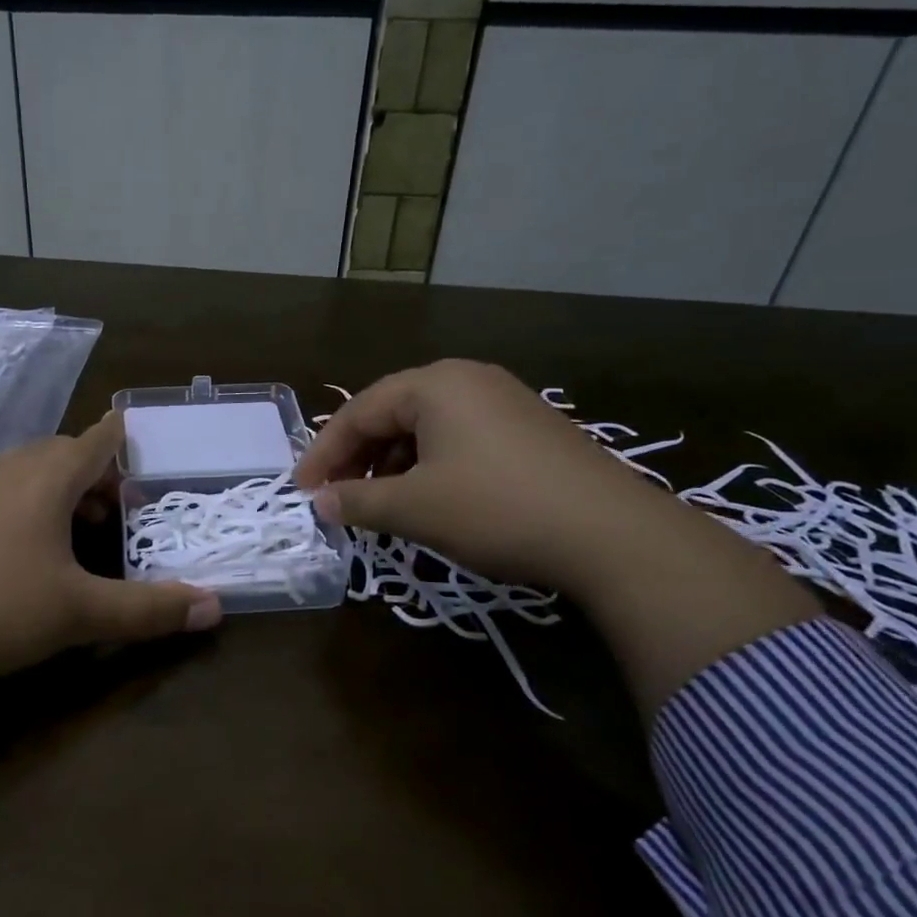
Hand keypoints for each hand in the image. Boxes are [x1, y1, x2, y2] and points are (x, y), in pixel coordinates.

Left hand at [0, 411, 221, 684]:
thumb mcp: (82, 613)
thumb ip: (150, 609)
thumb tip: (214, 608)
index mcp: (46, 477)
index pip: (96, 440)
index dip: (122, 438)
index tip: (140, 436)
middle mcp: (9, 469)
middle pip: (64, 454)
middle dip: (97, 474)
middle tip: (120, 511)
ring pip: (29, 471)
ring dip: (61, 489)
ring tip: (79, 529)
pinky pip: (0, 490)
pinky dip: (26, 502)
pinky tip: (25, 546)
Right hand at [295, 360, 663, 590]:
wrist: (615, 536)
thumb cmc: (497, 509)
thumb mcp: (415, 508)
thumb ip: (357, 501)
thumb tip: (319, 503)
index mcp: (434, 384)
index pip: (359, 412)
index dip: (324, 453)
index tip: (301, 490)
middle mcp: (468, 379)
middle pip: (392, 414)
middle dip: (358, 457)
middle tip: (335, 496)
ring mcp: (505, 401)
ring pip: (427, 428)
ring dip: (393, 465)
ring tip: (379, 503)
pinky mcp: (530, 430)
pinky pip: (460, 439)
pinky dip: (430, 467)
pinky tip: (430, 500)